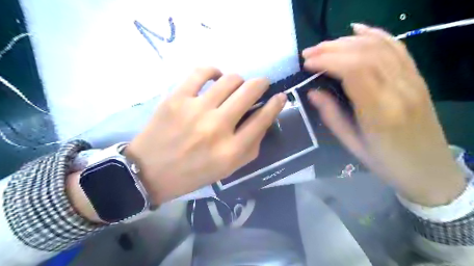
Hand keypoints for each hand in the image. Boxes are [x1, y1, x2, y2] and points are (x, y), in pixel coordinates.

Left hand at [124, 67, 284, 204]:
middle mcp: (217, 128)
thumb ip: (251, 146)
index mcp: (231, 150)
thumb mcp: (229, 169)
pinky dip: (213, 70)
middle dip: (261, 84)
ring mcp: (196, 110)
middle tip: (260, 84)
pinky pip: (202, 71)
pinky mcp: (177, 98)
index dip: (276, 104)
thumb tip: (264, 119)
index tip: (280, 96)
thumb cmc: (194, 173)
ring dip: (239, 80)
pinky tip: (215, 77)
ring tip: (235, 86)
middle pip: (249, 92)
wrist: (151, 171)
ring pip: (230, 79)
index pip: (263, 119)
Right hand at [302, 23, 465, 205]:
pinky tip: (357, 30)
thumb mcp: (352, 144)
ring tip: (324, 46)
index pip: (354, 71)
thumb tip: (312, 92)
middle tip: (309, 53)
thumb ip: (331, 115)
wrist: (429, 169)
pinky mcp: (417, 78)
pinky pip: (397, 47)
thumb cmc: (385, 162)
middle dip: (332, 48)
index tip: (307, 63)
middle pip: (365, 53)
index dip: (327, 60)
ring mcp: (412, 81)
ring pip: (379, 46)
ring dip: (347, 41)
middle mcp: (399, 90)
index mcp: (380, 112)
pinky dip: (376, 34)